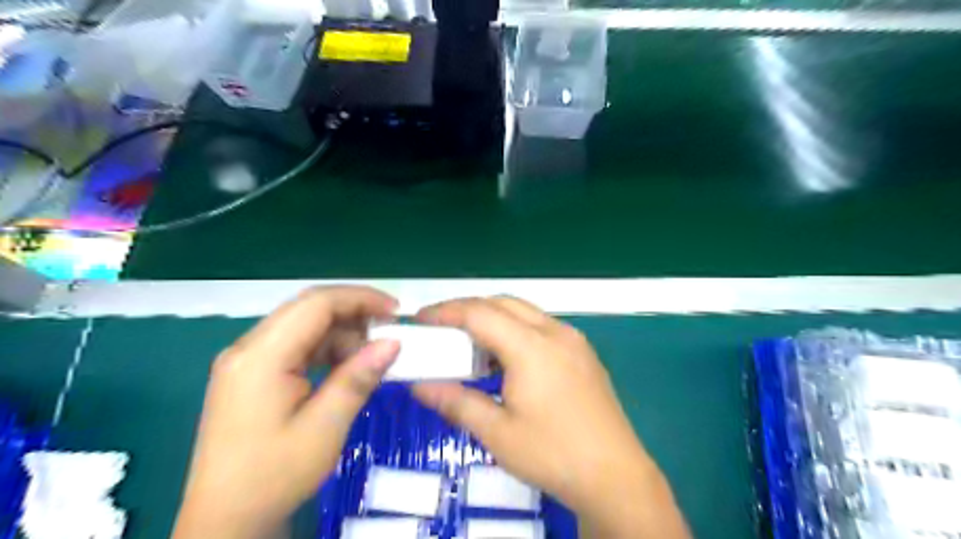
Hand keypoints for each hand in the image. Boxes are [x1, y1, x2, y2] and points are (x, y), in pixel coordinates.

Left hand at [173, 287, 397, 538]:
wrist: (225, 520)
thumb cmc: (274, 475)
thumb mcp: (325, 427)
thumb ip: (358, 377)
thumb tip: (394, 342)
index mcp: (261, 356)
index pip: (316, 304)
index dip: (360, 298)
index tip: (396, 312)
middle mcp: (248, 348)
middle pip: (308, 310)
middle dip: (354, 313)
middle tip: (389, 331)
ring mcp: (247, 361)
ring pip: (304, 326)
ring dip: (342, 334)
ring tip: (371, 357)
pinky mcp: (251, 374)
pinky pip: (296, 346)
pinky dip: (326, 350)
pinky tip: (347, 368)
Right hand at [412, 297, 690, 536]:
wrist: (615, 476)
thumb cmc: (553, 454)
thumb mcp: (497, 433)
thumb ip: (456, 402)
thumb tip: (419, 385)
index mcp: (531, 347)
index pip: (480, 313)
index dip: (447, 311)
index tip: (421, 319)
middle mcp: (555, 332)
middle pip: (503, 303)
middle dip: (468, 309)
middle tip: (441, 328)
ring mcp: (573, 340)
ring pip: (524, 312)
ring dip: (494, 318)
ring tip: (470, 344)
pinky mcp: (583, 352)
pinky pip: (541, 327)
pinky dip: (515, 330)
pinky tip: (506, 359)